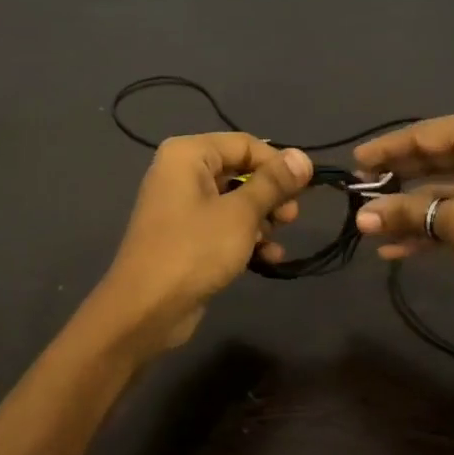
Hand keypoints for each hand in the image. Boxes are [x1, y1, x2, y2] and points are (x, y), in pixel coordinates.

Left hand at [96, 133, 312, 355]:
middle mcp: (182, 173)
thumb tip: (303, 157)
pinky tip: (268, 258)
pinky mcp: (186, 237)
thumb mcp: (241, 214)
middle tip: (292, 217)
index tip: (306, 188)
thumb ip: (274, 183)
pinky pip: (224, 226)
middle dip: (271, 195)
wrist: (146, 310)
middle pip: (241, 172)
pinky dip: (246, 238)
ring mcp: (182, 207)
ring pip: (235, 202)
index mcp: (188, 155)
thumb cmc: (194, 250)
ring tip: (278, 241)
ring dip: (262, 220)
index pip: (245, 144)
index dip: (278, 164)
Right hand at [352, 106, 453, 305]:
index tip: (353, 163)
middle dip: (398, 183)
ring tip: (373, 229)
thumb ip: (407, 214)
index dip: (385, 151)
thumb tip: (361, 219)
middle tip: (360, 194)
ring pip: (451, 185)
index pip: (425, 135)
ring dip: (415, 210)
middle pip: (437, 158)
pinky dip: (441, 220)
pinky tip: (402, 247)